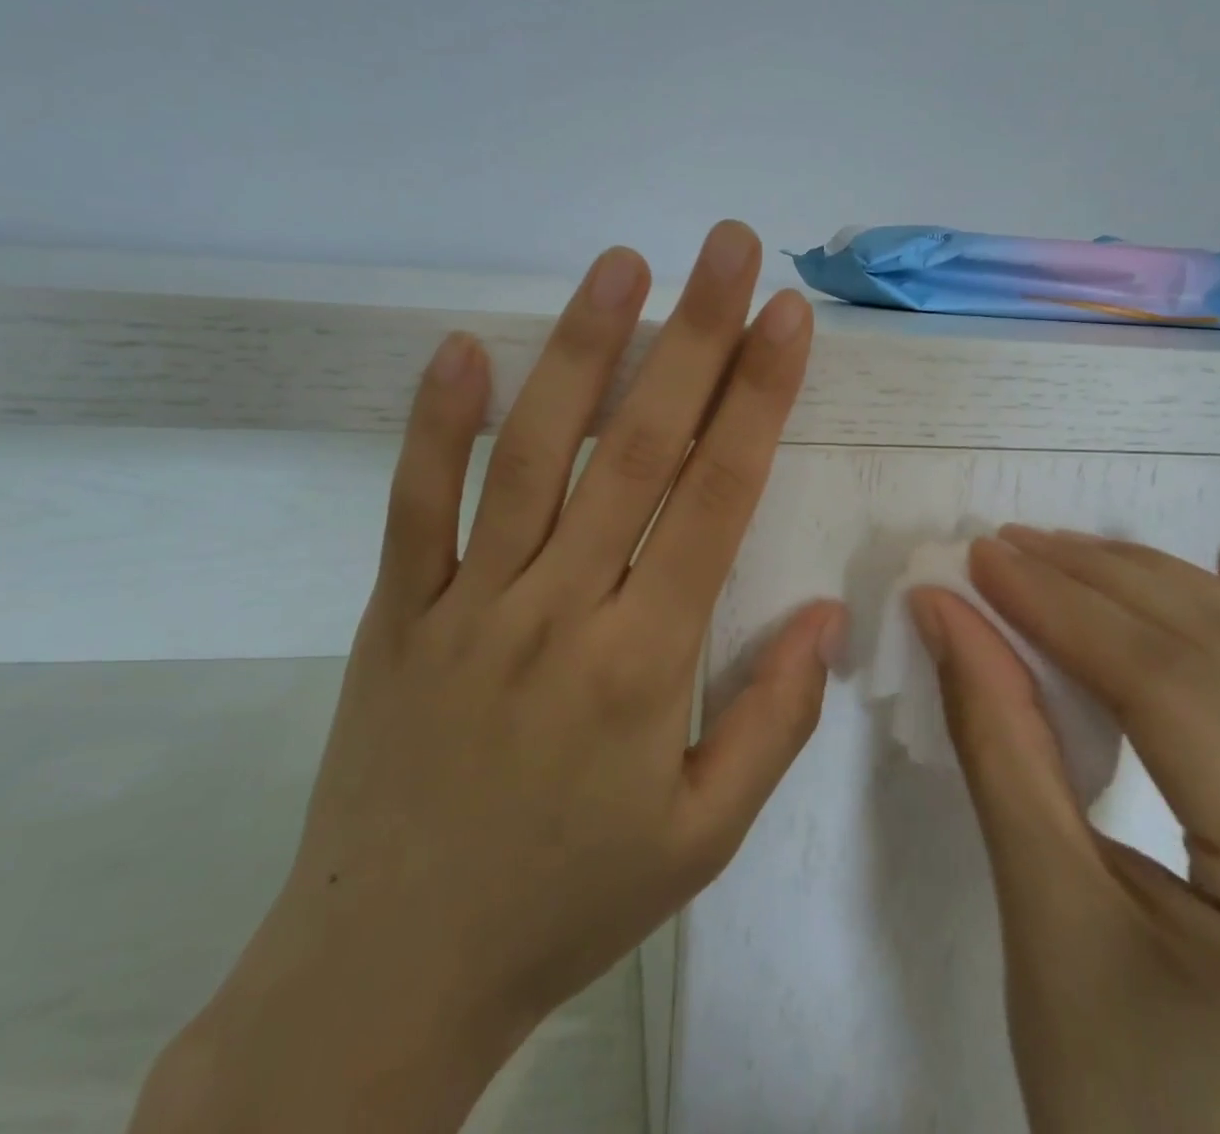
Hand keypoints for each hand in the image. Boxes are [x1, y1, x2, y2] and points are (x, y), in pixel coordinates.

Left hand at [130, 221, 845, 1133]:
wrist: (392, 973)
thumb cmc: (568, 901)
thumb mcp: (702, 836)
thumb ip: (774, 718)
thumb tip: (826, 612)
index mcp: (645, 660)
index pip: (717, 495)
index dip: (759, 396)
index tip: (787, 318)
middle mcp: (561, 607)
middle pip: (639, 446)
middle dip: (694, 335)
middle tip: (726, 247)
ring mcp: (469, 602)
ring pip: (534, 452)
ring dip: (581, 349)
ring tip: (621, 265)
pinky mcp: (398, 612)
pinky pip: (415, 504)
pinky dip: (436, 423)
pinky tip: (460, 349)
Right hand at [911, 530, 1219, 1133]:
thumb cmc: (1121, 1119)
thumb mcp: (1045, 918)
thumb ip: (998, 741)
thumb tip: (947, 614)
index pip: (1182, 696)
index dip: (1068, 608)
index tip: (983, 559)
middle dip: (1108, 587)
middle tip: (1010, 546)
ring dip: (1169, 596)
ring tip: (1077, 551)